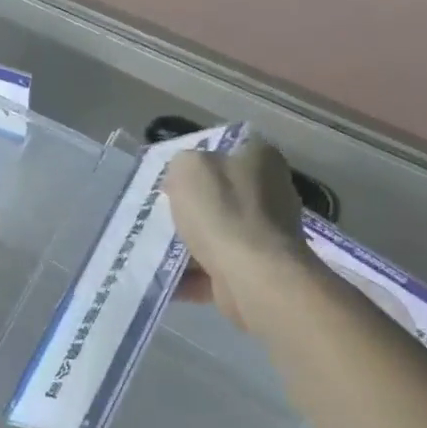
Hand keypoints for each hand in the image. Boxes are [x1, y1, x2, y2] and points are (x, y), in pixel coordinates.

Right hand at [165, 140, 310, 331]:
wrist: (253, 276)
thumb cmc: (222, 212)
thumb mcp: (188, 167)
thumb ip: (182, 163)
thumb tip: (183, 177)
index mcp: (261, 157)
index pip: (224, 150)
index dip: (194, 163)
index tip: (169, 178)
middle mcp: (271, 191)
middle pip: (219, 194)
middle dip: (190, 206)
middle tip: (159, 213)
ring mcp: (267, 233)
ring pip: (216, 232)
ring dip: (187, 243)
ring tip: (155, 248)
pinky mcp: (258, 269)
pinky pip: (216, 267)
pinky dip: (191, 273)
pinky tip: (166, 278)